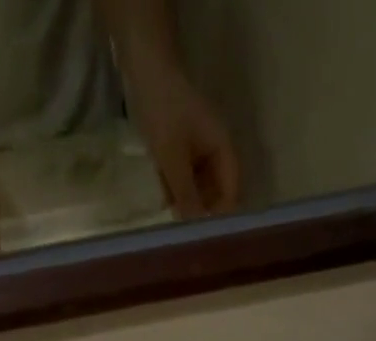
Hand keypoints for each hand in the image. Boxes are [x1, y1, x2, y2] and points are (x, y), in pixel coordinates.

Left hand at [126, 64, 240, 218]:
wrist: (143, 67)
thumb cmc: (164, 110)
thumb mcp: (173, 158)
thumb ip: (186, 195)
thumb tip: (195, 229)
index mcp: (223, 150)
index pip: (232, 192)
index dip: (222, 216)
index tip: (207, 237)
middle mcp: (216, 153)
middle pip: (216, 193)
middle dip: (202, 211)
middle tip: (186, 233)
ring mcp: (199, 150)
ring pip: (198, 187)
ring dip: (186, 202)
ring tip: (172, 218)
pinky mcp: (183, 149)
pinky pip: (184, 177)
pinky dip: (175, 188)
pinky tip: (164, 198)